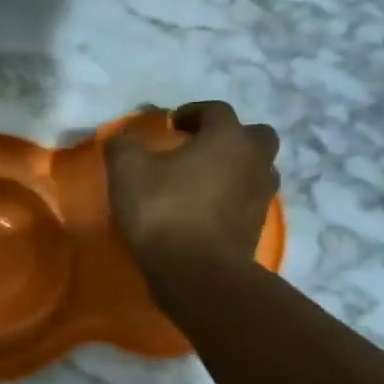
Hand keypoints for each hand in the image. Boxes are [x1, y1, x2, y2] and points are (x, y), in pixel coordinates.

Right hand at [105, 102, 279, 274]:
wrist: (197, 272)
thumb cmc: (164, 212)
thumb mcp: (127, 172)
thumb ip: (123, 145)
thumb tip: (122, 136)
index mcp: (227, 137)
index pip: (215, 110)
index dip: (192, 113)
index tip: (171, 125)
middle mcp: (254, 160)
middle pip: (254, 135)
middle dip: (229, 136)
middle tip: (201, 148)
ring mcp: (261, 195)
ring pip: (258, 169)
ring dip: (236, 167)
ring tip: (205, 179)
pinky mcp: (258, 227)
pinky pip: (249, 200)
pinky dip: (233, 198)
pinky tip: (208, 209)